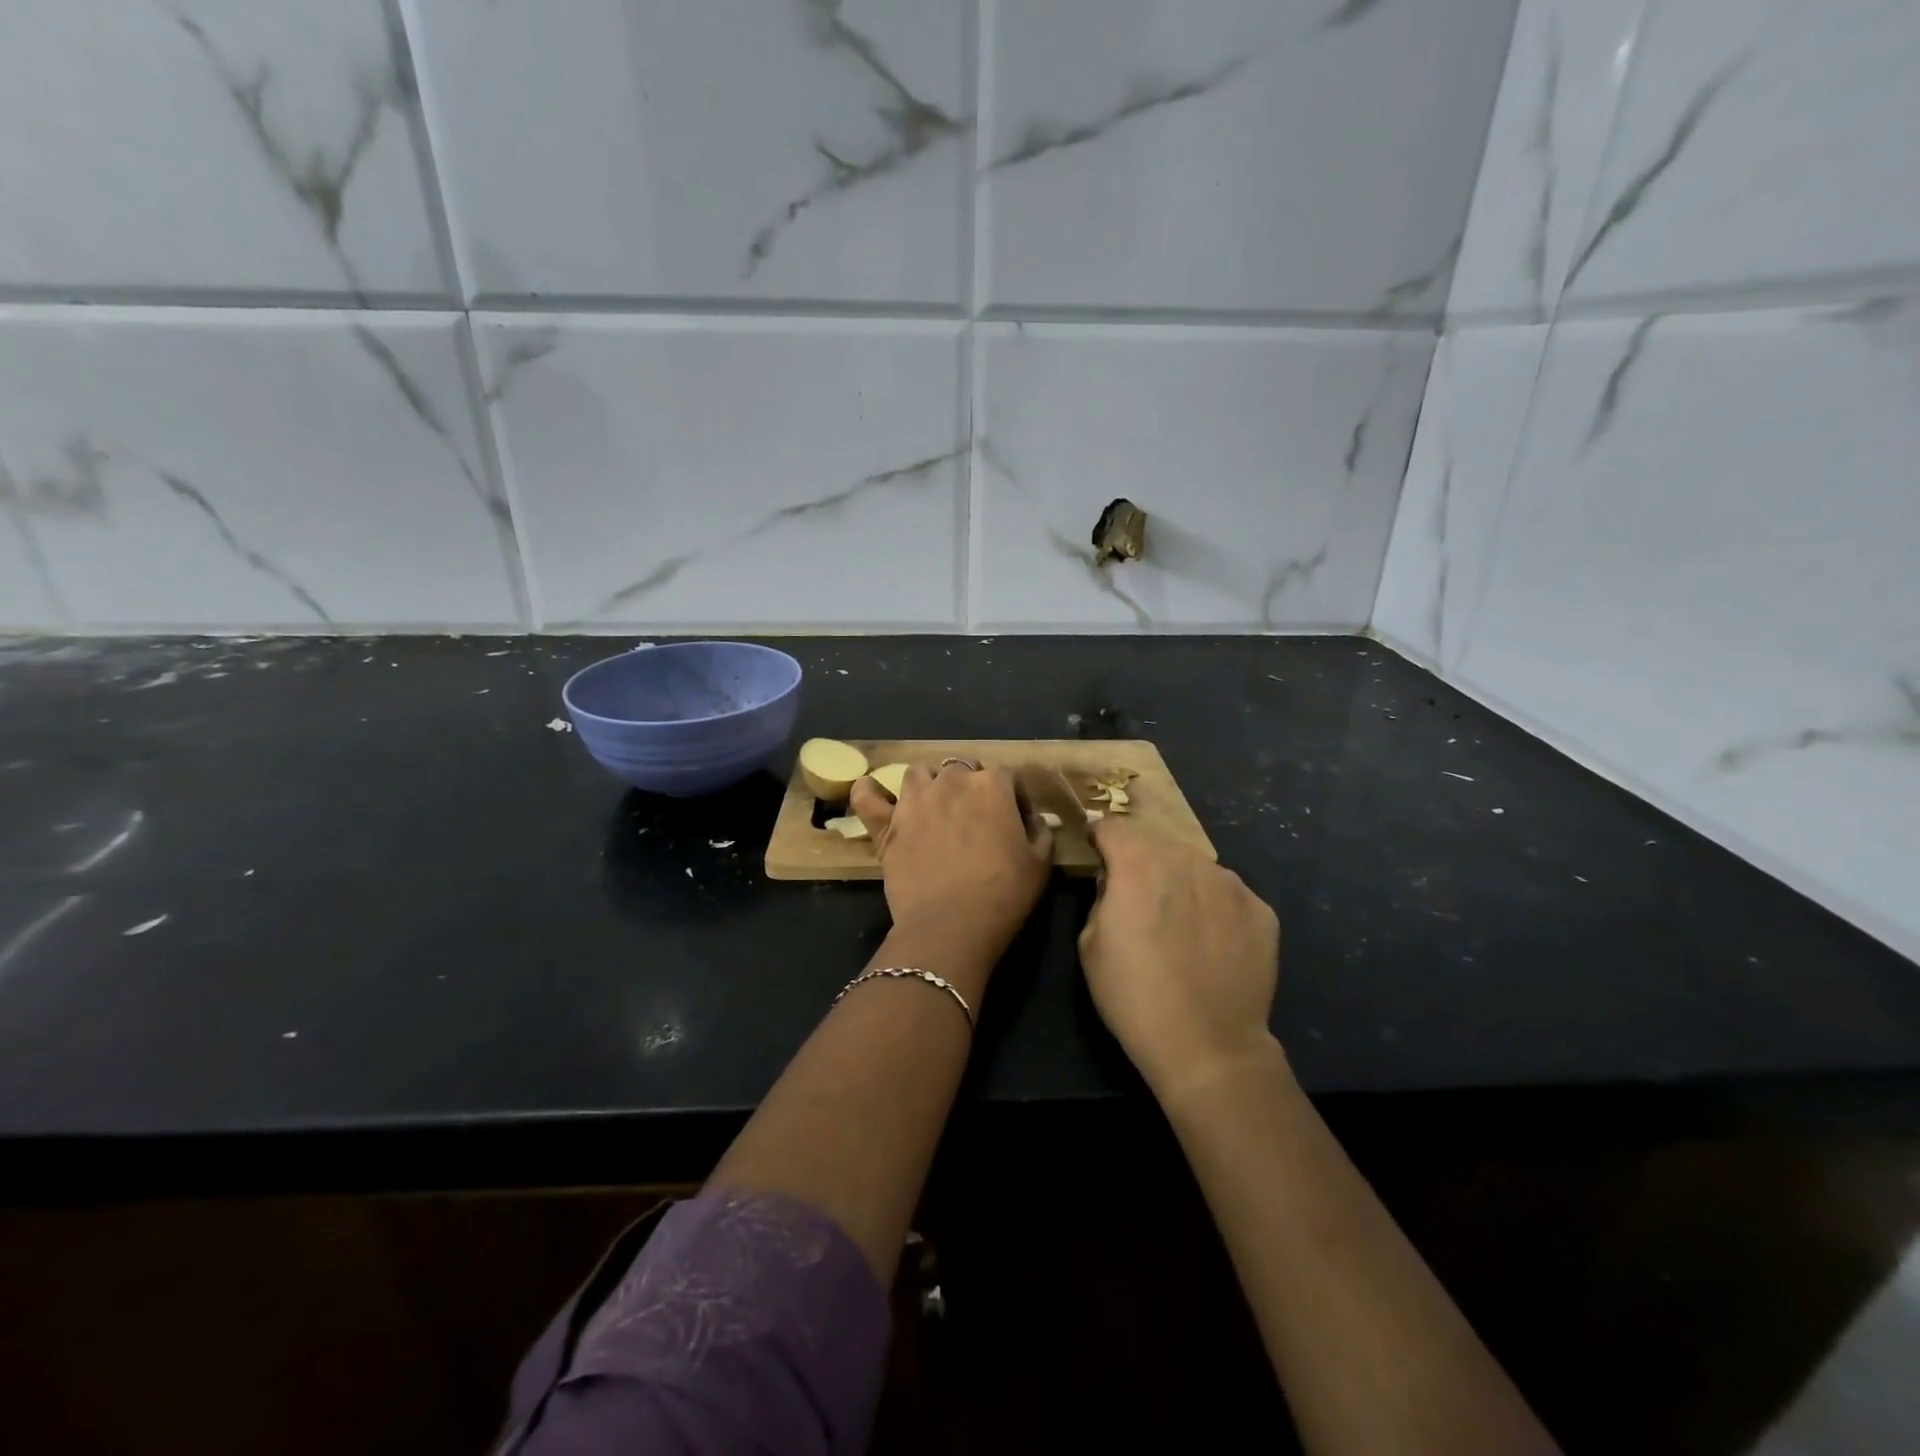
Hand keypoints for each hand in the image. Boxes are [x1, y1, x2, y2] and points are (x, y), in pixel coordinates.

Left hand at [851, 763, 1053, 972]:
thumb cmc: (1004, 893)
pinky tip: (875, 796)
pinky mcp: (886, 823)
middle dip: (971, 786)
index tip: (1016, 820)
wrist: (952, 925)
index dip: (1013, 797)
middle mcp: (951, 781)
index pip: (1007, 777)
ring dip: (930, 783)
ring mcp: (914, 799)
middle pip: (962, 769)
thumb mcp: (1041, 863)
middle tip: (975, 817)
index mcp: (992, 785)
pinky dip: (869, 793)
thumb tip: (1031, 819)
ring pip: (920, 773)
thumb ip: (1039, 831)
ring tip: (935, 806)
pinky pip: (868, 796)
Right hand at [1078, 818, 1281, 1103]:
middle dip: (1141, 861)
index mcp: (1138, 863)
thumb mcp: (1089, 943)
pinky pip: (1227, 894)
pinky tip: (1211, 943)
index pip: (1112, 826)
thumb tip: (1116, 882)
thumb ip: (1102, 896)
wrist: (1208, 1046)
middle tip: (1137, 898)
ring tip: (1179, 923)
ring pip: (1195, 866)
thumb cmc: (1134, 996)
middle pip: (1156, 843)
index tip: (1096, 856)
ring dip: (1180, 881)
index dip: (1099, 839)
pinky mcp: (1261, 909)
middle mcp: (1187, 859)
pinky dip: (1214, 907)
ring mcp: (1230, 882)